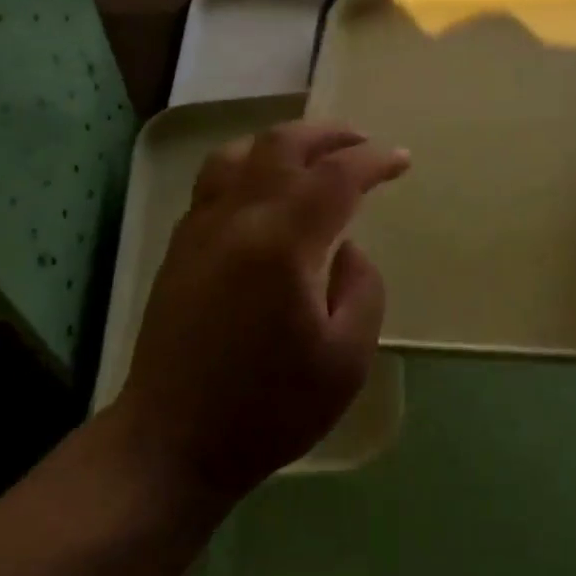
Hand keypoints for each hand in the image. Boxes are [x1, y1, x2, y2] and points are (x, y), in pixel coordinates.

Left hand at [112, 122, 409, 500]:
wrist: (174, 440)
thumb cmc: (269, 409)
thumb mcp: (346, 360)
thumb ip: (362, 289)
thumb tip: (348, 248)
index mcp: (282, 243)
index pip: (336, 176)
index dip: (374, 160)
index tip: (402, 161)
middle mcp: (236, 219)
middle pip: (282, 145)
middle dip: (329, 134)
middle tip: (363, 144)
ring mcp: (199, 228)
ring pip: (239, 153)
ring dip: (283, 142)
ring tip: (313, 155)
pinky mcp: (179, 246)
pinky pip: (214, 180)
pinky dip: (249, 164)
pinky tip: (265, 188)